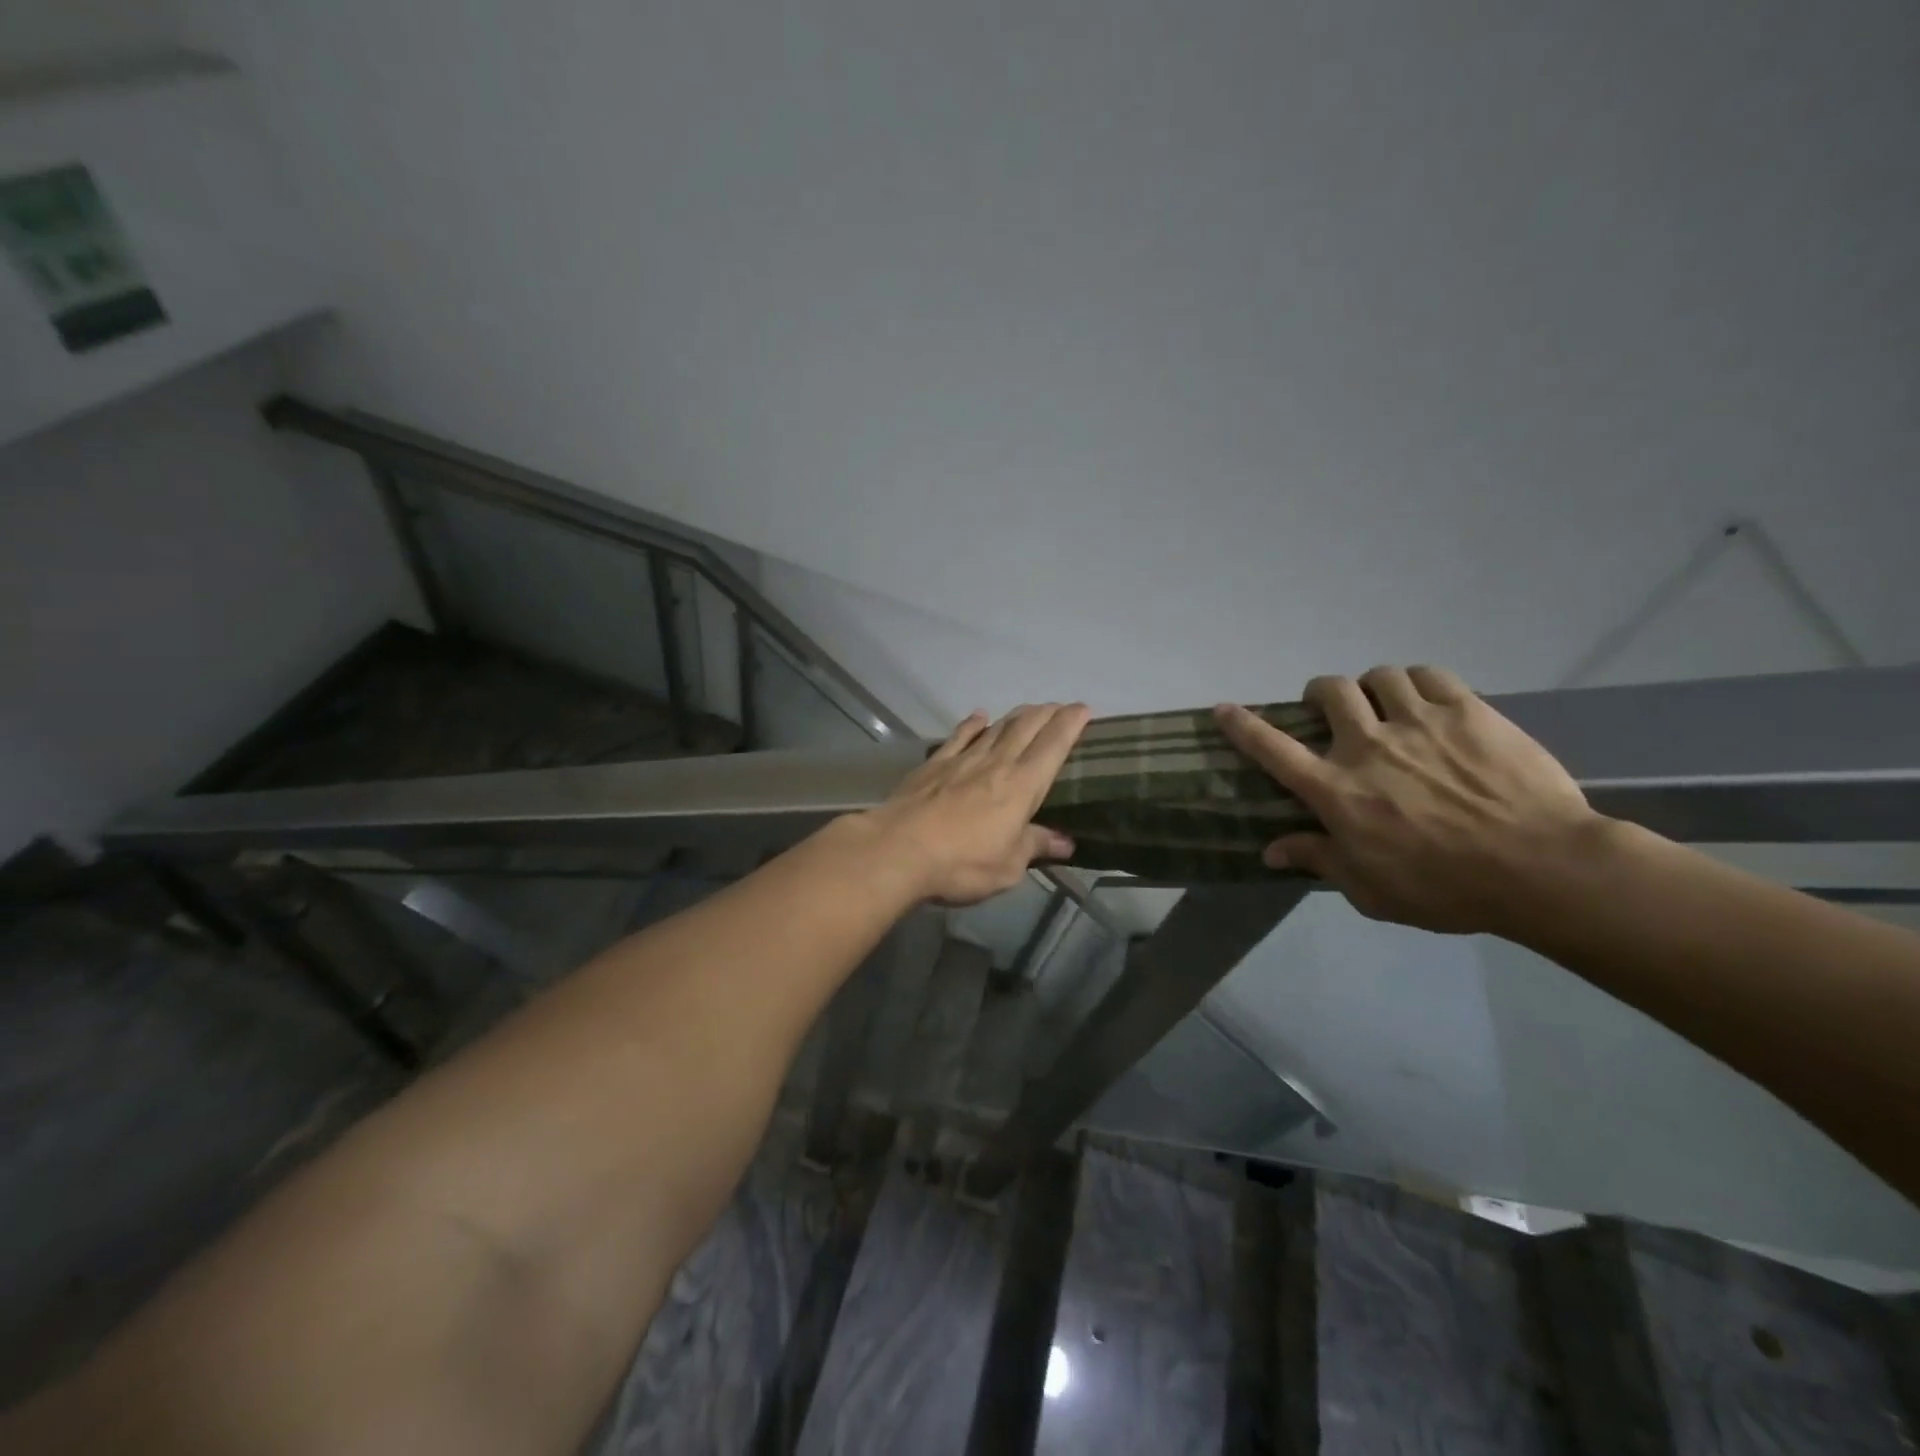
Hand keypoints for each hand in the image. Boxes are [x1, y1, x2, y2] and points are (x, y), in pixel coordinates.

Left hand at [860, 703, 1090, 904]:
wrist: (898, 849)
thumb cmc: (961, 863)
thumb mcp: (1008, 866)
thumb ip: (1035, 846)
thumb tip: (1066, 842)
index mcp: (1022, 786)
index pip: (1053, 746)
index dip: (1070, 724)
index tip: (1083, 709)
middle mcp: (996, 764)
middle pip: (1026, 728)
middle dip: (1047, 714)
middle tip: (1060, 707)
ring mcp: (963, 760)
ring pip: (997, 728)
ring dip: (1016, 715)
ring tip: (1030, 709)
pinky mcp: (934, 765)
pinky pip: (959, 736)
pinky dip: (973, 724)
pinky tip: (979, 716)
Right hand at [1214, 667, 1601, 935]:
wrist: (1542, 868)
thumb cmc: (1446, 888)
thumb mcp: (1371, 890)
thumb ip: (1319, 860)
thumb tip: (1271, 851)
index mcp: (1337, 790)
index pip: (1273, 749)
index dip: (1243, 726)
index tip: (1224, 709)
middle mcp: (1367, 746)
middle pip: (1329, 693)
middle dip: (1321, 694)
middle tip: (1333, 710)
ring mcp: (1418, 722)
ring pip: (1378, 676)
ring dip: (1373, 687)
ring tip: (1386, 704)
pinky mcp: (1467, 711)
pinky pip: (1429, 675)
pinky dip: (1418, 682)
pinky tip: (1426, 699)